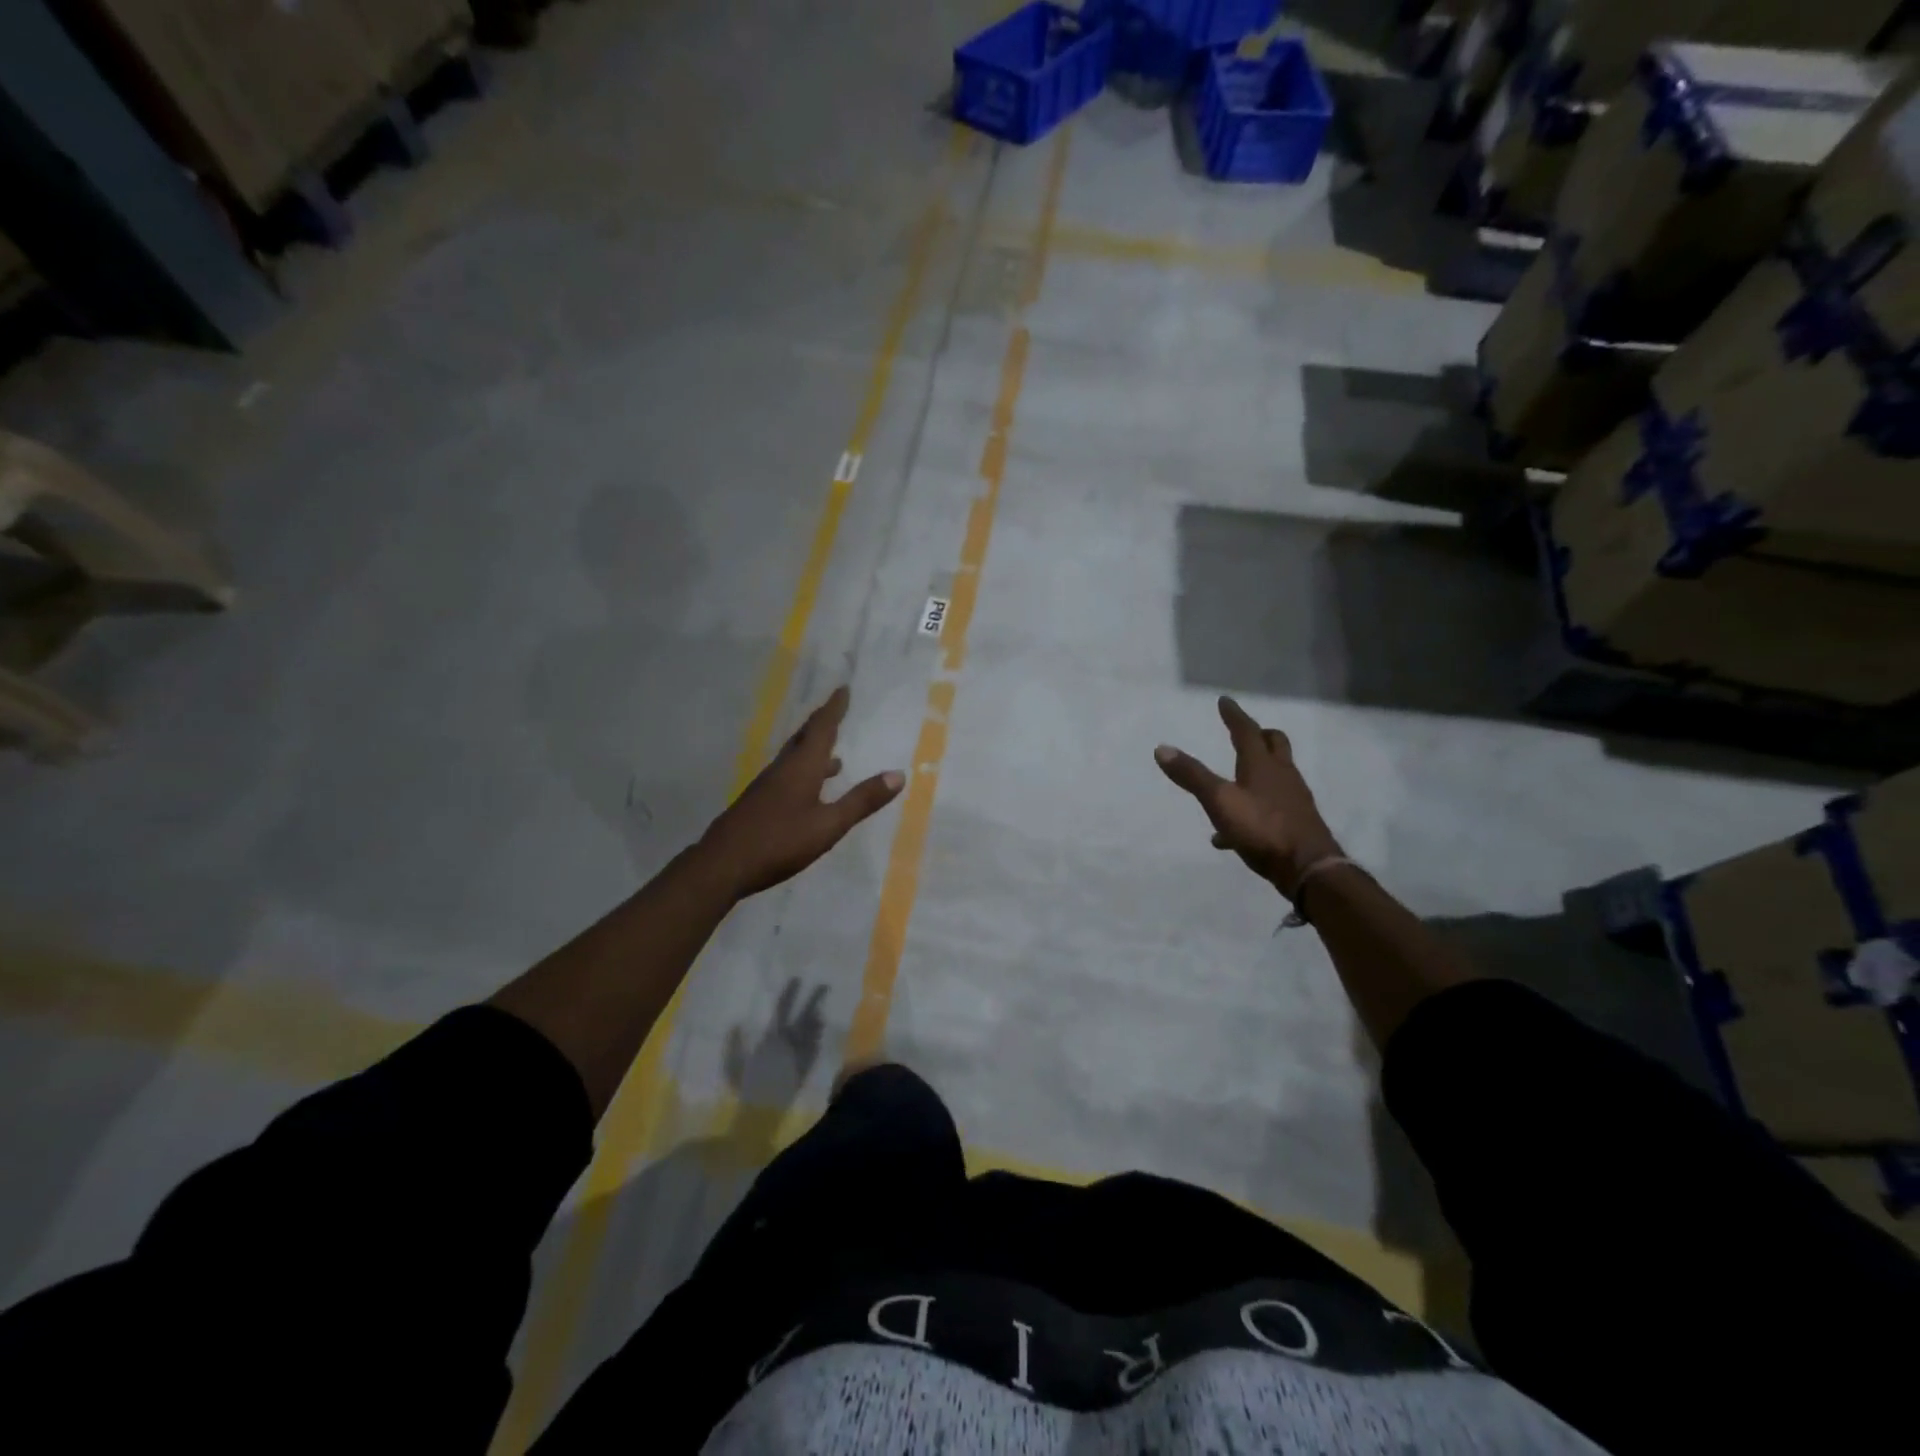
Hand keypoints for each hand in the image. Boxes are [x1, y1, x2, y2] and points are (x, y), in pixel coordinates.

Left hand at [698, 687, 904, 898]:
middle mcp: (783, 770)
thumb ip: (862, 801)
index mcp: (801, 767)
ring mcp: (767, 787)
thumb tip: (898, 775)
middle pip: (804, 739)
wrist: (722, 864)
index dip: (834, 709)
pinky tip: (808, 793)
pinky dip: (804, 774)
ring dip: (814, 752)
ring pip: (794, 760)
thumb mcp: (829, 824)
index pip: (821, 729)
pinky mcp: (758, 804)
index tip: (842, 689)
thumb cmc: (780, 841)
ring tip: (835, 760)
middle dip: (822, 724)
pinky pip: (787, 777)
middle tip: (836, 712)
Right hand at [1155, 696, 1341, 896]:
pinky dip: (1253, 808)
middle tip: (1245, 732)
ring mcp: (1292, 800)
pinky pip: (1270, 807)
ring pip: (1274, 776)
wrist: (1308, 868)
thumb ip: (1192, 775)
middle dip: (1260, 736)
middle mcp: (1282, 776)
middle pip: (1275, 745)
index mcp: (1262, 765)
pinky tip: (1230, 834)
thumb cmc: (1262, 827)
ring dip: (1256, 772)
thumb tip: (1161, 749)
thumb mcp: (1219, 801)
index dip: (1234, 715)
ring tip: (1233, 781)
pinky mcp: (1296, 823)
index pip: (1247, 731)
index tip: (1225, 701)